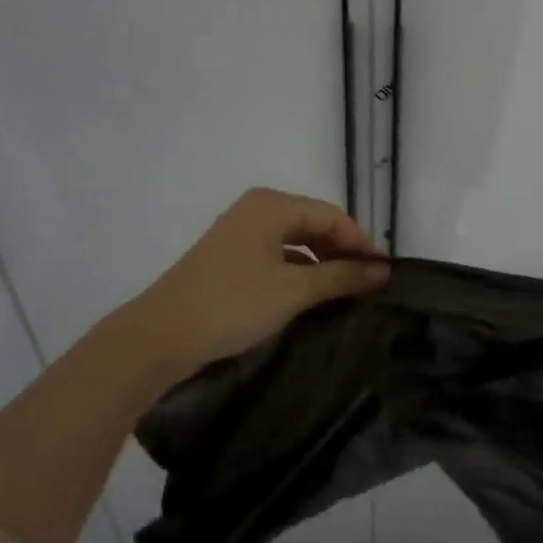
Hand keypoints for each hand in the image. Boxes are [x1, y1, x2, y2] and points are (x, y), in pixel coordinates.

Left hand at [132, 188, 388, 375]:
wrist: (158, 337)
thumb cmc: (232, 304)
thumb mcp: (295, 290)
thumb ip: (342, 276)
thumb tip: (384, 270)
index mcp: (272, 205)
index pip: (333, 216)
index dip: (361, 243)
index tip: (384, 275)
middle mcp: (256, 210)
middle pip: (314, 224)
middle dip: (342, 252)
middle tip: (367, 285)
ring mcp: (239, 233)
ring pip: (295, 241)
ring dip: (321, 264)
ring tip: (344, 293)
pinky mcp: (228, 257)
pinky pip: (276, 255)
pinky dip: (298, 271)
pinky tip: (309, 296)